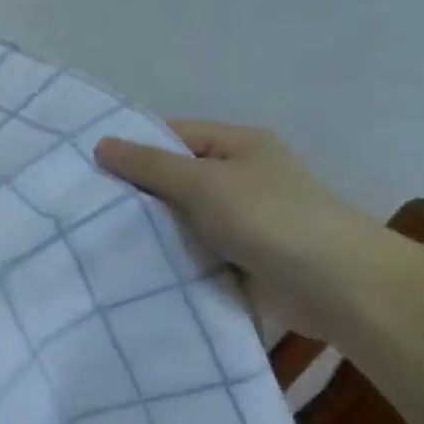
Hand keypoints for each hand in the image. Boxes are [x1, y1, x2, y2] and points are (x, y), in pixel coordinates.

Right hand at [95, 122, 384, 339]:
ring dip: (153, 230)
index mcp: (239, 145)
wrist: (337, 287)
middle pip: (175, 178)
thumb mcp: (202, 182)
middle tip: (87, 207)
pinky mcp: (242, 259)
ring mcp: (243, 220)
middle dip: (137, 194)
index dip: (134, 149)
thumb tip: (100, 144)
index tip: (90, 170)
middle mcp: (241, 177)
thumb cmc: (268, 218)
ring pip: (182, 218)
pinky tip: (134, 264)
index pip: (172, 136)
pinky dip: (172, 257)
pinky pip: (195, 250)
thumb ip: (149, 165)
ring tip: (99, 237)